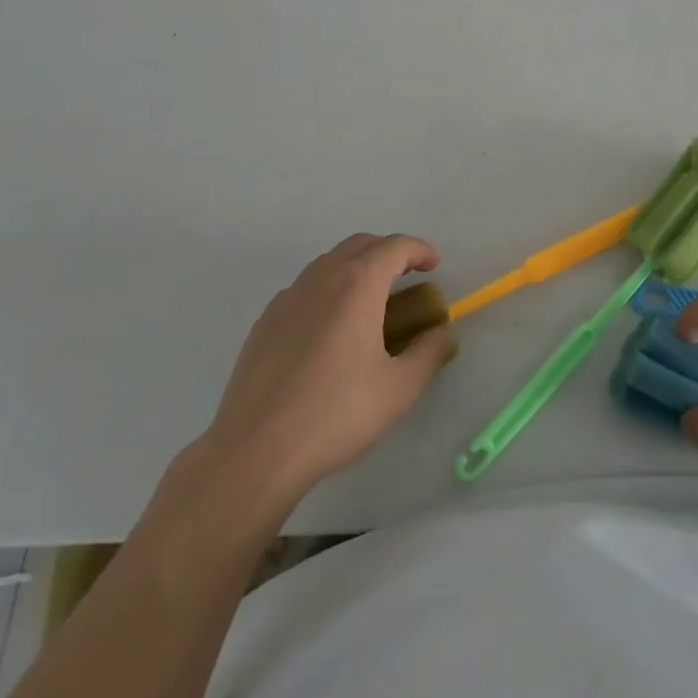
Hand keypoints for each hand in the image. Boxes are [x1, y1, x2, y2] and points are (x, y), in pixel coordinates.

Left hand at [197, 234, 455, 515]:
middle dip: (389, 252)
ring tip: (371, 300)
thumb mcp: (399, 388)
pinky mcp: (265, 321)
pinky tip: (331, 326)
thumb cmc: (336, 415)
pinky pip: (305, 287)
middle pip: (361, 244)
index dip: (420, 250)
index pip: (395, 247)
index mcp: (358, 284)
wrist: (255, 452)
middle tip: (407, 276)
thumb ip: (429, 352)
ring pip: (330, 262)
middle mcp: (322, 278)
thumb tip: (442, 331)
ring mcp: (288, 297)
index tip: (434, 265)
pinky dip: (328, 288)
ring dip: (357, 266)